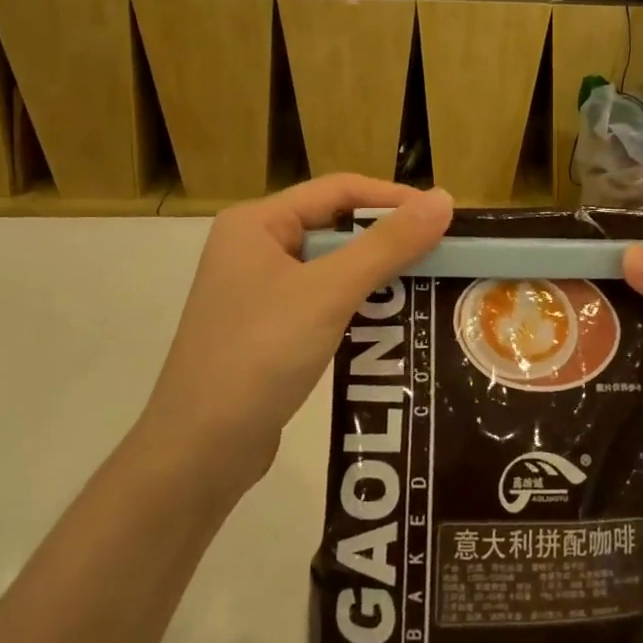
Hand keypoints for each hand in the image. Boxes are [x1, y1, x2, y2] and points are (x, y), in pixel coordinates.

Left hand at [140, 176, 453, 494]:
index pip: (338, 189)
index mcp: (256, 223)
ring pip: (331, 269)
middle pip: (335, 227)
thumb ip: (387, 245)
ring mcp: (257, 293)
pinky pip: (321, 304)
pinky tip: (392, 323)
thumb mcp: (329, 293)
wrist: (198, 453)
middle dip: (388, 240)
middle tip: (443, 254)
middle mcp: (253, 249)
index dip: (393, 198)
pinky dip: (357, 307)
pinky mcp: (266, 331)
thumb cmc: (259, 355)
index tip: (444, 215)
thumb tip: (443, 199)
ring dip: (377, 276)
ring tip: (429, 286)